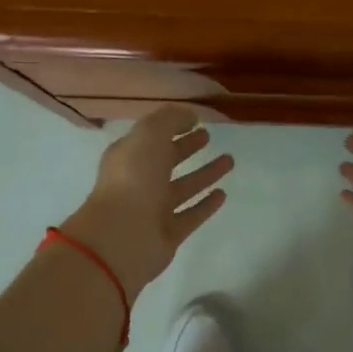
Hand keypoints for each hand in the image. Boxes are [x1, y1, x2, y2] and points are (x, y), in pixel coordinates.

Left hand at [61, 105, 233, 301]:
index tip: (196, 120)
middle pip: (166, 161)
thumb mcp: (149, 135)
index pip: (151, 137)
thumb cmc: (133, 178)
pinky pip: (191, 215)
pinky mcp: (168, 233)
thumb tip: (190, 115)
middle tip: (208, 137)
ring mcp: (154, 209)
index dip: (171, 126)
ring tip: (229, 160)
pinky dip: (206, 205)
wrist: (123, 236)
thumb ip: (170, 119)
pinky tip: (223, 193)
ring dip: (204, 174)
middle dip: (187, 148)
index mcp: (128, 157)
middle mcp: (139, 182)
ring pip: (183, 187)